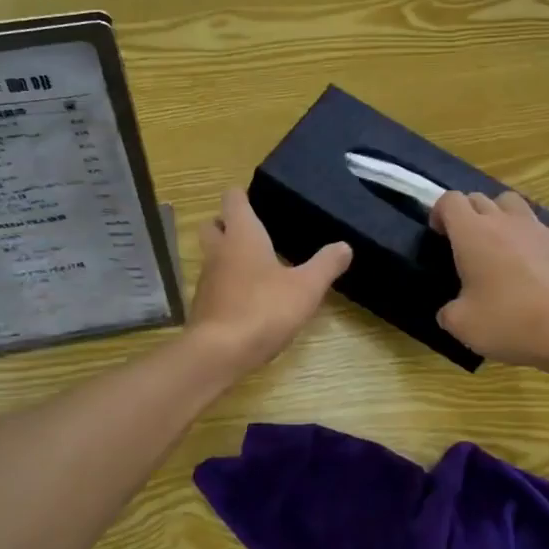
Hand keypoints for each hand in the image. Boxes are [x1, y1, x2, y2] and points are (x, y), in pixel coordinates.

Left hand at [188, 189, 352, 371]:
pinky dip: (228, 283)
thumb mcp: (306, 287)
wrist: (218, 353)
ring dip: (228, 255)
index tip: (260, 200)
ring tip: (258, 265)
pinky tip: (249, 297)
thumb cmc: (263, 309)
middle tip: (256, 231)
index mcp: (242, 235)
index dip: (243, 195)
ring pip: (212, 255)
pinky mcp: (203, 305)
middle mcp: (219, 250)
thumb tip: (345, 246)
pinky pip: (214, 283)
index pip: (232, 198)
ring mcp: (206, 278)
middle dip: (229, 223)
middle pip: (214, 224)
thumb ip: (326, 265)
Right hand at [432, 190, 548, 372]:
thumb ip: (448, 311)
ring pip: (514, 204)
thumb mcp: (461, 326)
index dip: (440, 213)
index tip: (440, 235)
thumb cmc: (508, 322)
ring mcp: (539, 228)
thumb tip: (450, 310)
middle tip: (468, 244)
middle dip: (469, 214)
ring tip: (503, 244)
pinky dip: (537, 241)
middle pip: (480, 198)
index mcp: (472, 233)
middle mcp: (504, 221)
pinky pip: (545, 231)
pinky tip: (540, 267)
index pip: (450, 200)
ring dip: (502, 216)